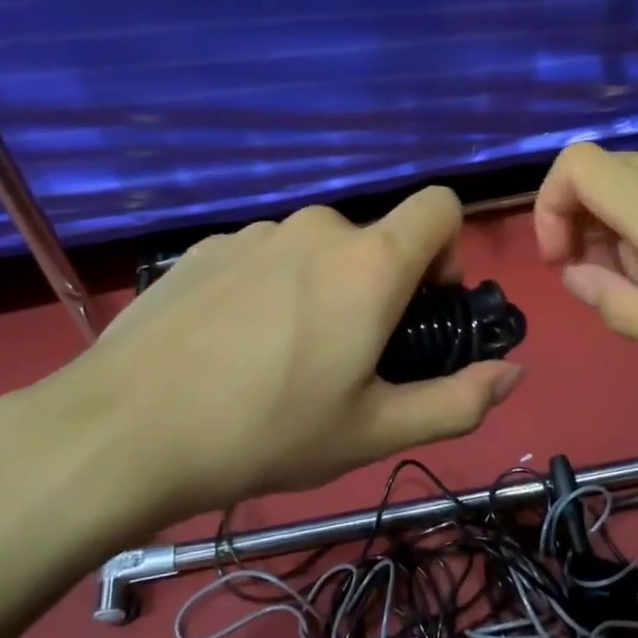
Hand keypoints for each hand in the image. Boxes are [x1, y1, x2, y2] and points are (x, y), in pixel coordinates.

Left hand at [8, 188, 525, 522]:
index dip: (447, 250)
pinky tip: (231, 347)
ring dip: (321, 290)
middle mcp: (316, 228)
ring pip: (316, 251)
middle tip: (347, 359)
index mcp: (369, 262)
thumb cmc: (267, 431)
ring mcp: (254, 232)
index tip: (424, 308)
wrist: (124, 429)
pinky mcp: (206, 247)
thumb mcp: (373, 431)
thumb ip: (458, 402)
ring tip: (282, 360)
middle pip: (374, 240)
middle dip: (379, 288)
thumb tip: (512, 373)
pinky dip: (269, 289)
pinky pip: (264, 257)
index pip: (440, 206)